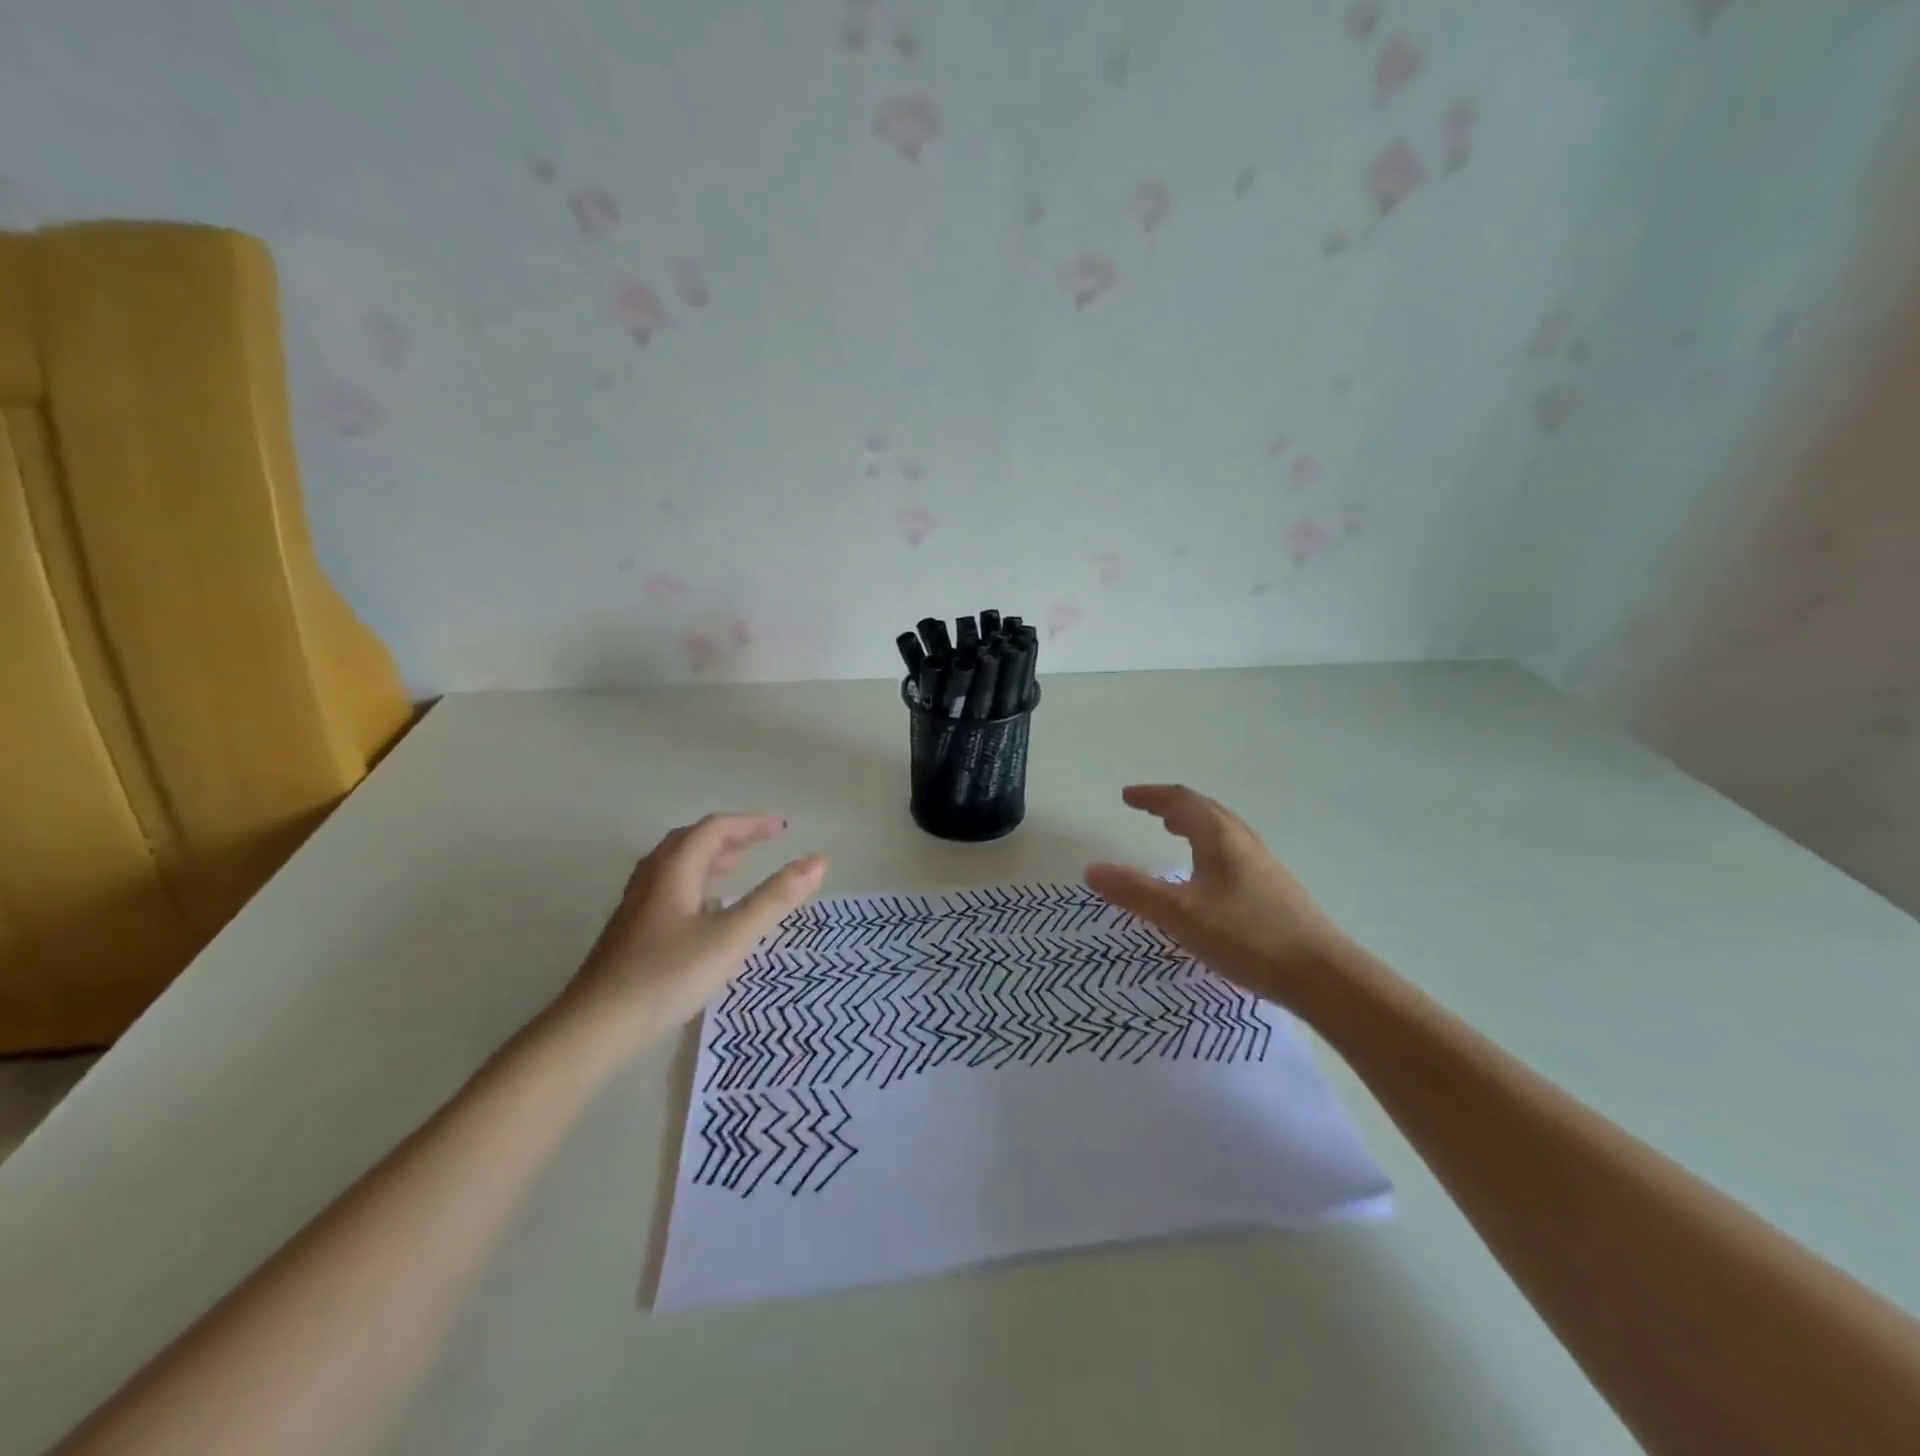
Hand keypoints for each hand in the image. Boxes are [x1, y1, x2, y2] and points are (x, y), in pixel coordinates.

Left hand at [549, 814, 826, 1059]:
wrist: (593, 1029)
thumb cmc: (667, 976)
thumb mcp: (731, 937)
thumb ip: (776, 899)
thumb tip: (818, 861)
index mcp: (674, 870)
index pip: (715, 828)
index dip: (751, 823)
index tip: (783, 829)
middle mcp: (651, 879)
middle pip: (691, 840)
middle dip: (730, 836)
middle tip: (762, 844)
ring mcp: (635, 907)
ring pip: (675, 865)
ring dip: (709, 857)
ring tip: (736, 868)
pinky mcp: (629, 933)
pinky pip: (667, 889)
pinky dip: (694, 882)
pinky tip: (704, 912)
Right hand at [1085, 785, 1357, 1007]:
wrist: (1323, 975)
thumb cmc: (1246, 936)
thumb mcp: (1180, 915)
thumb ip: (1134, 892)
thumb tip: (1091, 870)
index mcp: (1220, 837)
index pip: (1182, 801)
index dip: (1151, 796)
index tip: (1126, 797)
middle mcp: (1244, 843)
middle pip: (1206, 811)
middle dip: (1173, 807)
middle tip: (1149, 811)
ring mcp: (1265, 866)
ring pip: (1223, 832)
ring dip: (1195, 826)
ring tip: (1175, 835)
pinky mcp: (1277, 891)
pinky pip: (1234, 854)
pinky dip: (1210, 849)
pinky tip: (1209, 880)